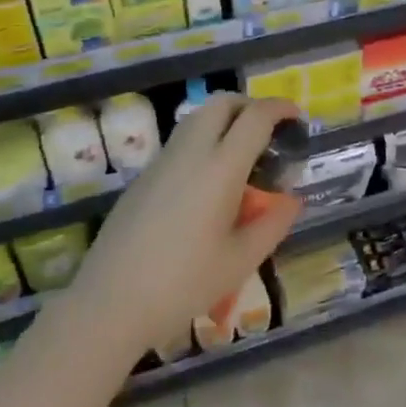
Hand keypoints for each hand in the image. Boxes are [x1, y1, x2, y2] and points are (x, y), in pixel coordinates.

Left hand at [67, 94, 302, 352]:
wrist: (109, 303)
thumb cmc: (183, 283)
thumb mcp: (240, 261)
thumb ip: (273, 224)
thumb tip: (292, 200)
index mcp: (220, 167)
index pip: (255, 117)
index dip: (280, 108)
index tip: (296, 116)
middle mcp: (191, 152)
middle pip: (222, 103)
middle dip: (250, 105)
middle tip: (269, 130)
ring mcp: (162, 161)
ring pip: (197, 117)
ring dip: (224, 119)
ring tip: (241, 153)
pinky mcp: (143, 177)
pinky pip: (180, 141)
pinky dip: (203, 140)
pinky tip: (208, 181)